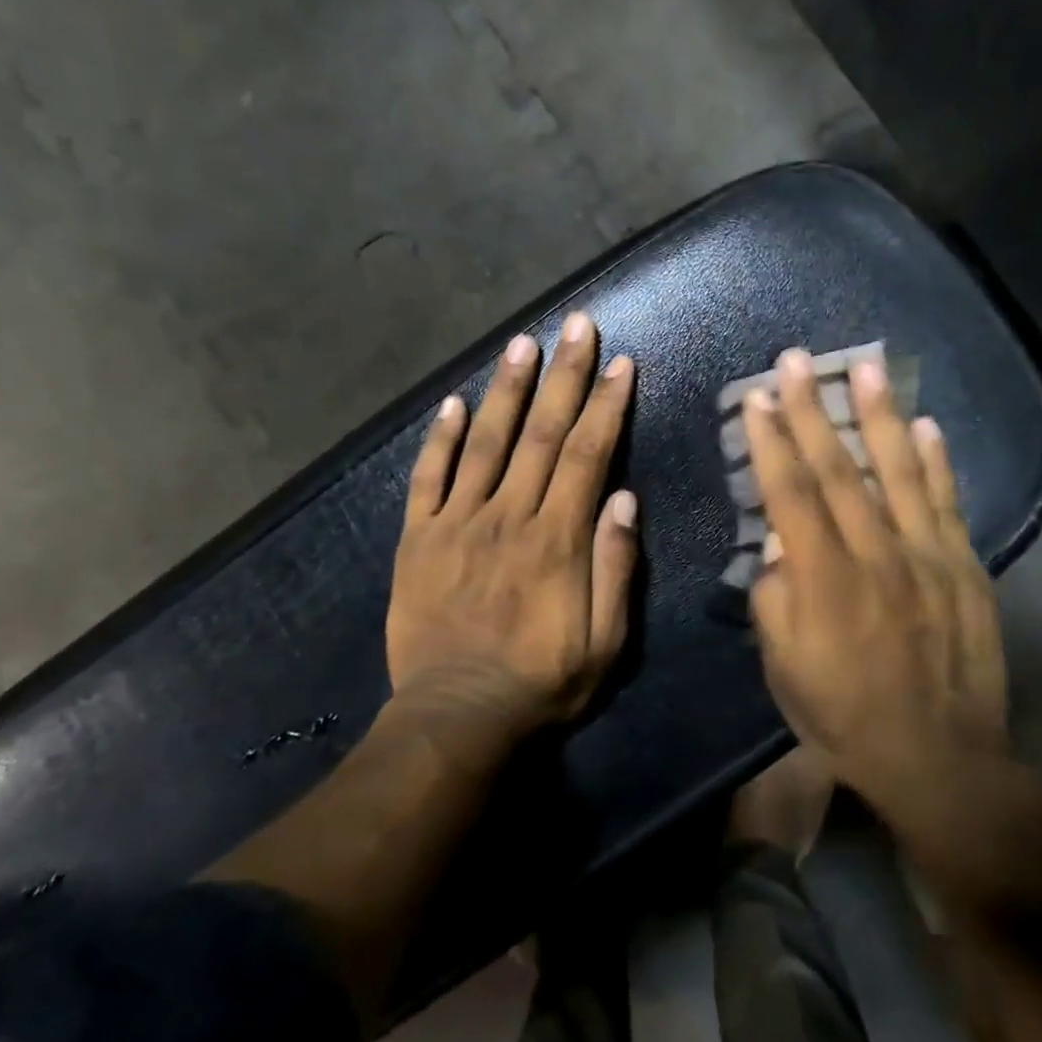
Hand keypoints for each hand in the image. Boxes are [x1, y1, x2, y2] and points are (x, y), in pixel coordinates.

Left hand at [387, 312, 637, 734]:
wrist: (455, 717)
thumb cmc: (541, 681)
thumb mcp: (605, 641)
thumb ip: (615, 567)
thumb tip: (622, 497)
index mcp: (557, 538)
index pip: (587, 454)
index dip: (605, 405)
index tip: (619, 363)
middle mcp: (508, 515)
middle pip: (542, 433)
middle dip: (563, 375)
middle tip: (576, 325)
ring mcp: (458, 522)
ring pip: (486, 442)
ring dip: (507, 389)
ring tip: (522, 342)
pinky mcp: (418, 538)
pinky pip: (428, 478)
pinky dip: (439, 439)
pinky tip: (453, 404)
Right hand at [744, 349, 1033, 896]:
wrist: (938, 759)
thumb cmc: (844, 715)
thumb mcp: (783, 667)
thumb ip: (773, 597)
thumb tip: (777, 543)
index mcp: (824, 580)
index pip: (791, 494)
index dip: (772, 442)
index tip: (758, 398)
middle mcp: (876, 555)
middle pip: (839, 470)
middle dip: (811, 411)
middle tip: (795, 360)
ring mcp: (928, 557)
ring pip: (900, 473)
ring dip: (878, 416)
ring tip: (864, 368)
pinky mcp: (965, 569)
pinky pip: (948, 504)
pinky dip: (938, 462)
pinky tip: (925, 425)